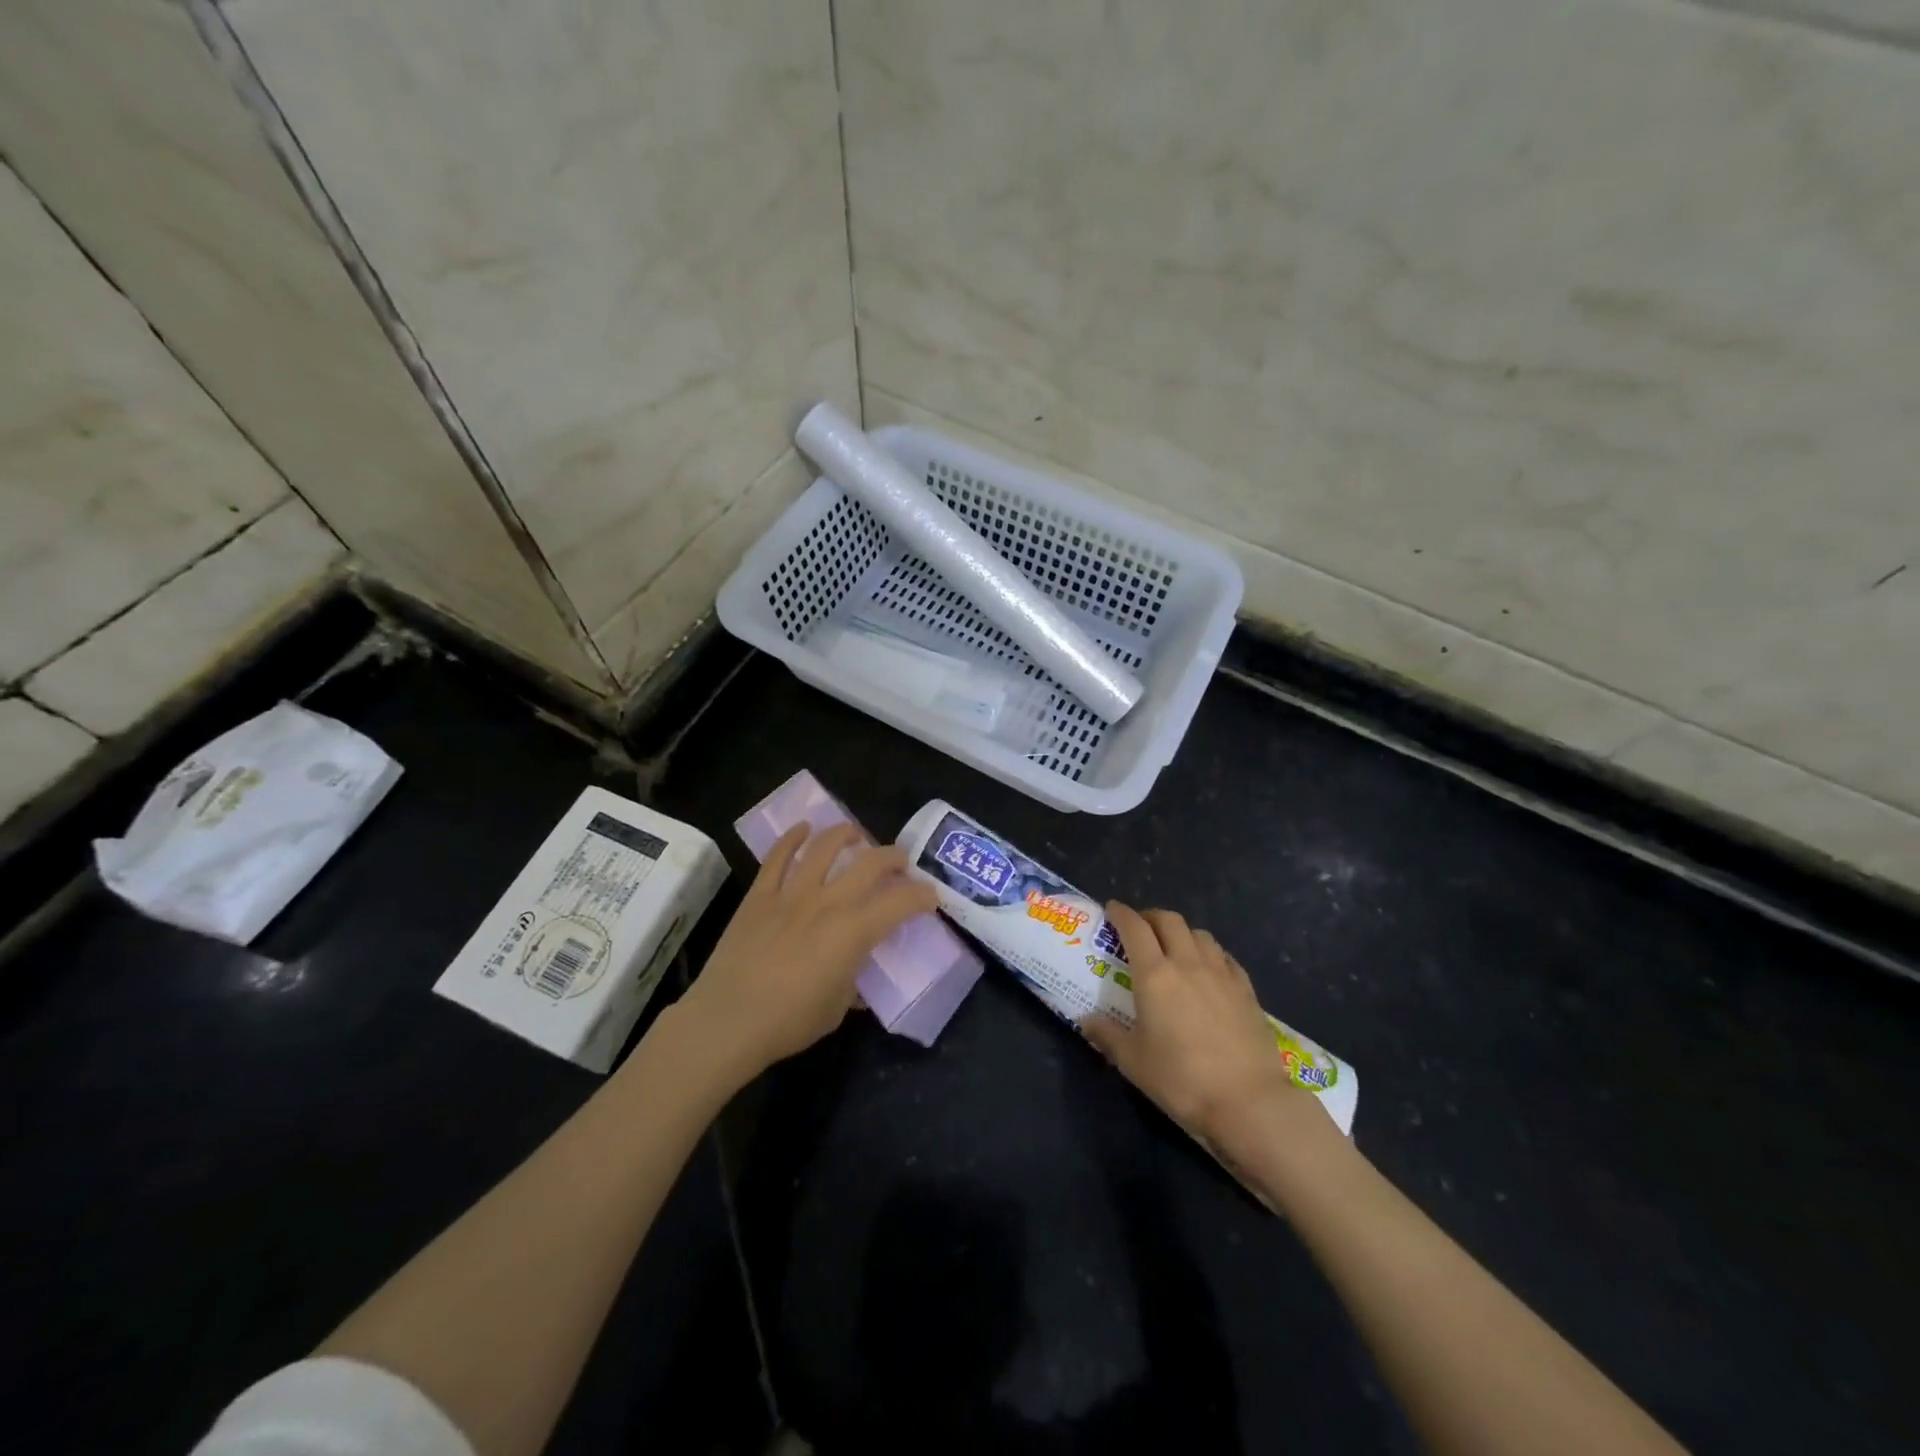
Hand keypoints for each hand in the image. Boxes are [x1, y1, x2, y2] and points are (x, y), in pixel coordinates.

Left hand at [677, 823, 937, 1085]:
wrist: (728, 1020)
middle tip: (900, 861)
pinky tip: (803, 829)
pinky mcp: (760, 894)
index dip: (922, 896)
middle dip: (892, 856)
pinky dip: (792, 838)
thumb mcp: (836, 1009)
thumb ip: (851, 982)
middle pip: (869, 863)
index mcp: (853, 932)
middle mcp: (828, 902)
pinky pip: (778, 856)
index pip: (900, 902)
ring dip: (845, 833)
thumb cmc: (789, 1022)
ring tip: (855, 833)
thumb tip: (853, 972)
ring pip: (823, 847)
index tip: (929, 896)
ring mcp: (791, 893)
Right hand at [1082, 903, 1316, 1150]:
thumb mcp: (1133, 1062)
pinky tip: (1208, 968)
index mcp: (1154, 975)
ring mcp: (1221, 974)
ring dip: (1181, 932)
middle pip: (1169, 921)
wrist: (1249, 1101)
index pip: (1134, 928)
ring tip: (1173, 946)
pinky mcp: (1246, 989)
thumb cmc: (1182, 1080)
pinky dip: (1209, 952)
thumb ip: (1107, 1035)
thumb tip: (1085, 1021)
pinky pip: (1224, 956)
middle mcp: (1187, 963)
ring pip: (1199, 934)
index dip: (1121, 914)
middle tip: (1140, 927)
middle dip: (1150, 917)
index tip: (1112, 909)